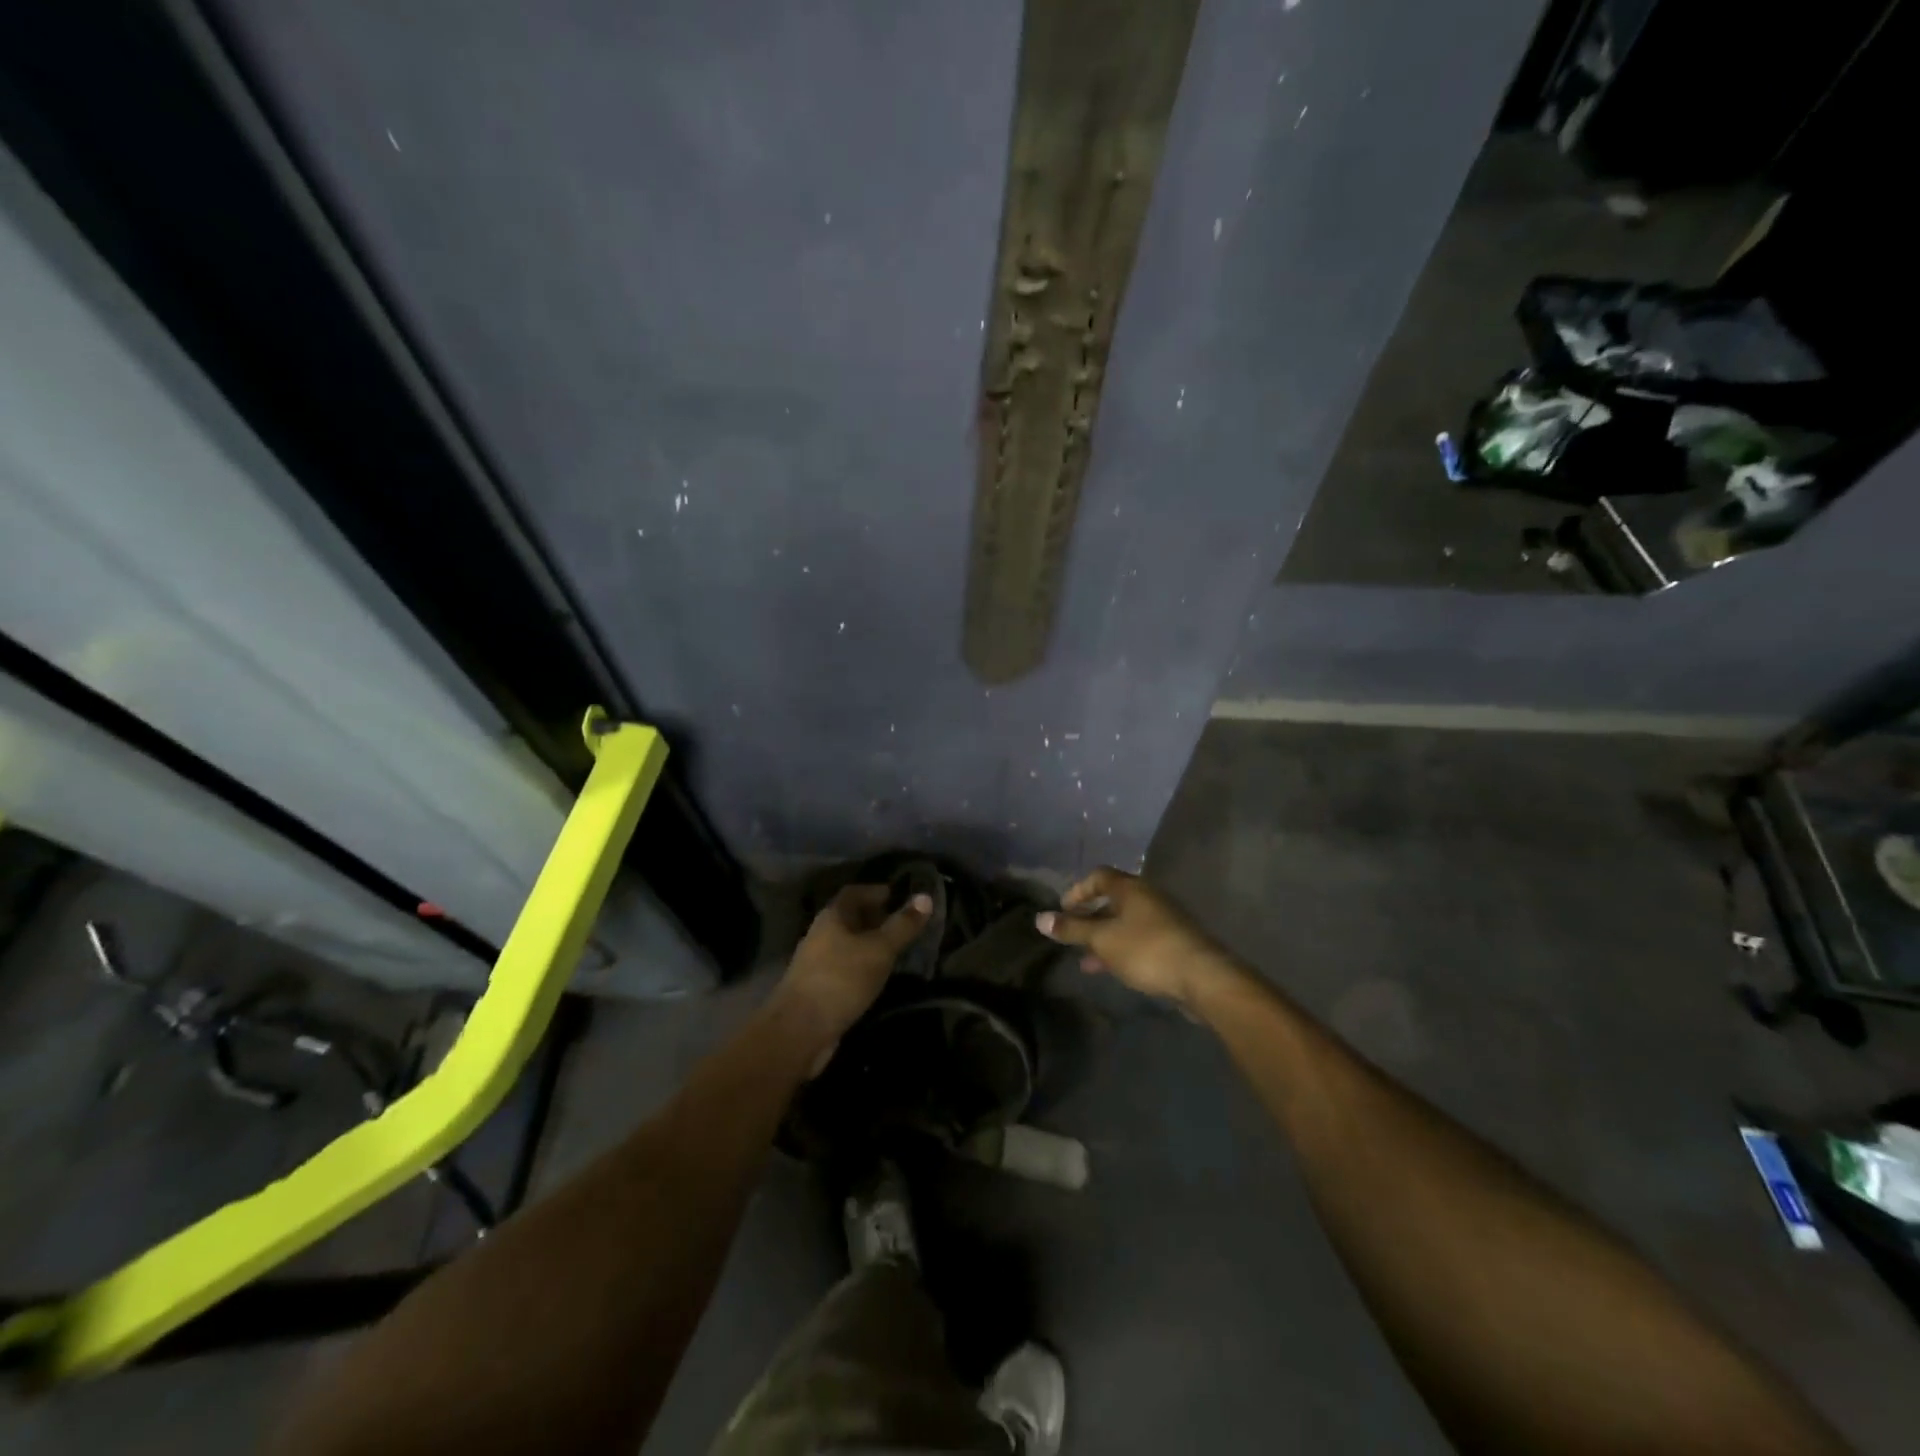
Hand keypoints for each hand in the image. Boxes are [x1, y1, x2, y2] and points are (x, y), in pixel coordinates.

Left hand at [773, 884, 931, 1048]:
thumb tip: (926, 896)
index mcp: (832, 917)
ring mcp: (817, 963)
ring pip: (848, 944)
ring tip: (896, 950)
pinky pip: (845, 967)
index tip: (899, 896)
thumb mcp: (879, 950)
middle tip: (903, 924)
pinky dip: (863, 966)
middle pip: (849, 918)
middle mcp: (821, 935)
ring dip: (869, 944)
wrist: (799, 1031)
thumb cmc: (841, 979)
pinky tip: (878, 977)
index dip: (876, 891)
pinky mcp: (819, 988)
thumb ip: (902, 925)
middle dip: (875, 918)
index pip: (854, 892)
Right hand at [1035, 868, 1237, 1010]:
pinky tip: (1110, 970)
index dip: (1078, 890)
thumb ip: (1072, 929)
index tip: (1062, 910)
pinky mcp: (1173, 944)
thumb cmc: (1147, 949)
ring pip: (1125, 924)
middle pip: (1112, 900)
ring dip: (1104, 938)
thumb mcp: (1103, 940)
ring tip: (1085, 960)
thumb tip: (1040, 919)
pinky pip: (1139, 941)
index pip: (1099, 876)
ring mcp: (1163, 921)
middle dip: (1089, 918)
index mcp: (1131, 888)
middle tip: (1071, 935)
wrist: (1202, 977)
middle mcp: (1148, 898)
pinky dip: (1120, 950)